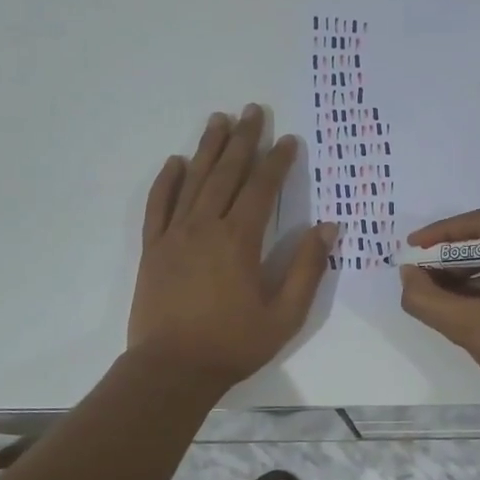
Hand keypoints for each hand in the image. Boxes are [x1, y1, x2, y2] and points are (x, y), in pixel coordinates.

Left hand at [128, 105, 336, 388]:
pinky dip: (166, 181)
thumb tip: (327, 227)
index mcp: (239, 240)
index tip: (288, 139)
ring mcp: (174, 235)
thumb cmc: (233, 344)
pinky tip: (175, 162)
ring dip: (207, 148)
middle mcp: (205, 226)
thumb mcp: (285, 314)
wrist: (172, 369)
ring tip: (218, 119)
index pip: (261, 188)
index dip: (277, 161)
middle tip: (253, 110)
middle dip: (243, 140)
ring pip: (193, 181)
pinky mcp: (152, 249)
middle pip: (226, 173)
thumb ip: (306, 268)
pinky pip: (158, 205)